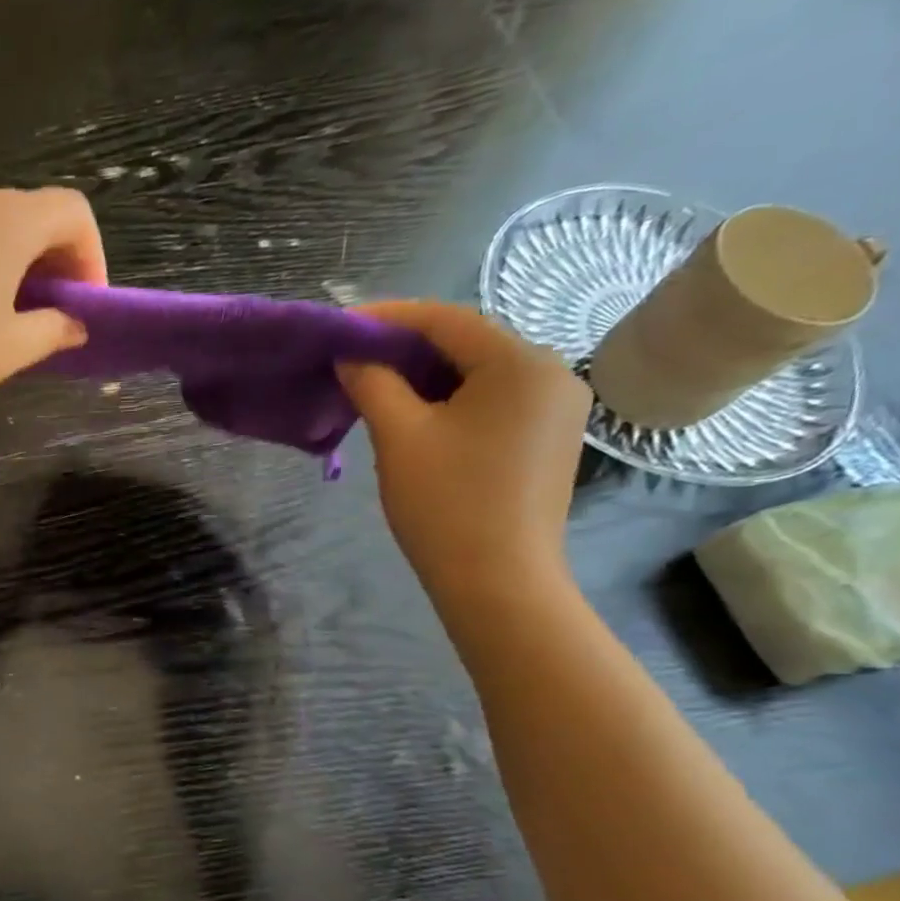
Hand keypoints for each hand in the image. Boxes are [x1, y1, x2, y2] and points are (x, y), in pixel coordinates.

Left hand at [0, 185, 105, 430]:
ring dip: (20, 261)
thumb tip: (76, 325)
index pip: (72, 212)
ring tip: (16, 313)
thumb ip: (54, 330)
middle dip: (57, 259)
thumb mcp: (11, 349)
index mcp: (7, 221)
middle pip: (35, 213)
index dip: (91, 255)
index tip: (85, 303)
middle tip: (57, 311)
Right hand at [340, 301, 589, 609]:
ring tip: (375, 389)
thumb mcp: (399, 437)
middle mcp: (552, 373)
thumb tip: (351, 354)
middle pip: (468, 344)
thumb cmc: (446, 504)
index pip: (447, 321)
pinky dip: (452, 401)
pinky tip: (416, 418)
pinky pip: (494, 402)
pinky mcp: (549, 439)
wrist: (498, 582)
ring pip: (480, 375)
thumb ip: (373, 384)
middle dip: (407, 349)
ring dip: (426, 377)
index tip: (342, 324)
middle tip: (353, 360)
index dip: (389, 318)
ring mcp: (557, 408)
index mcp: (521, 363)